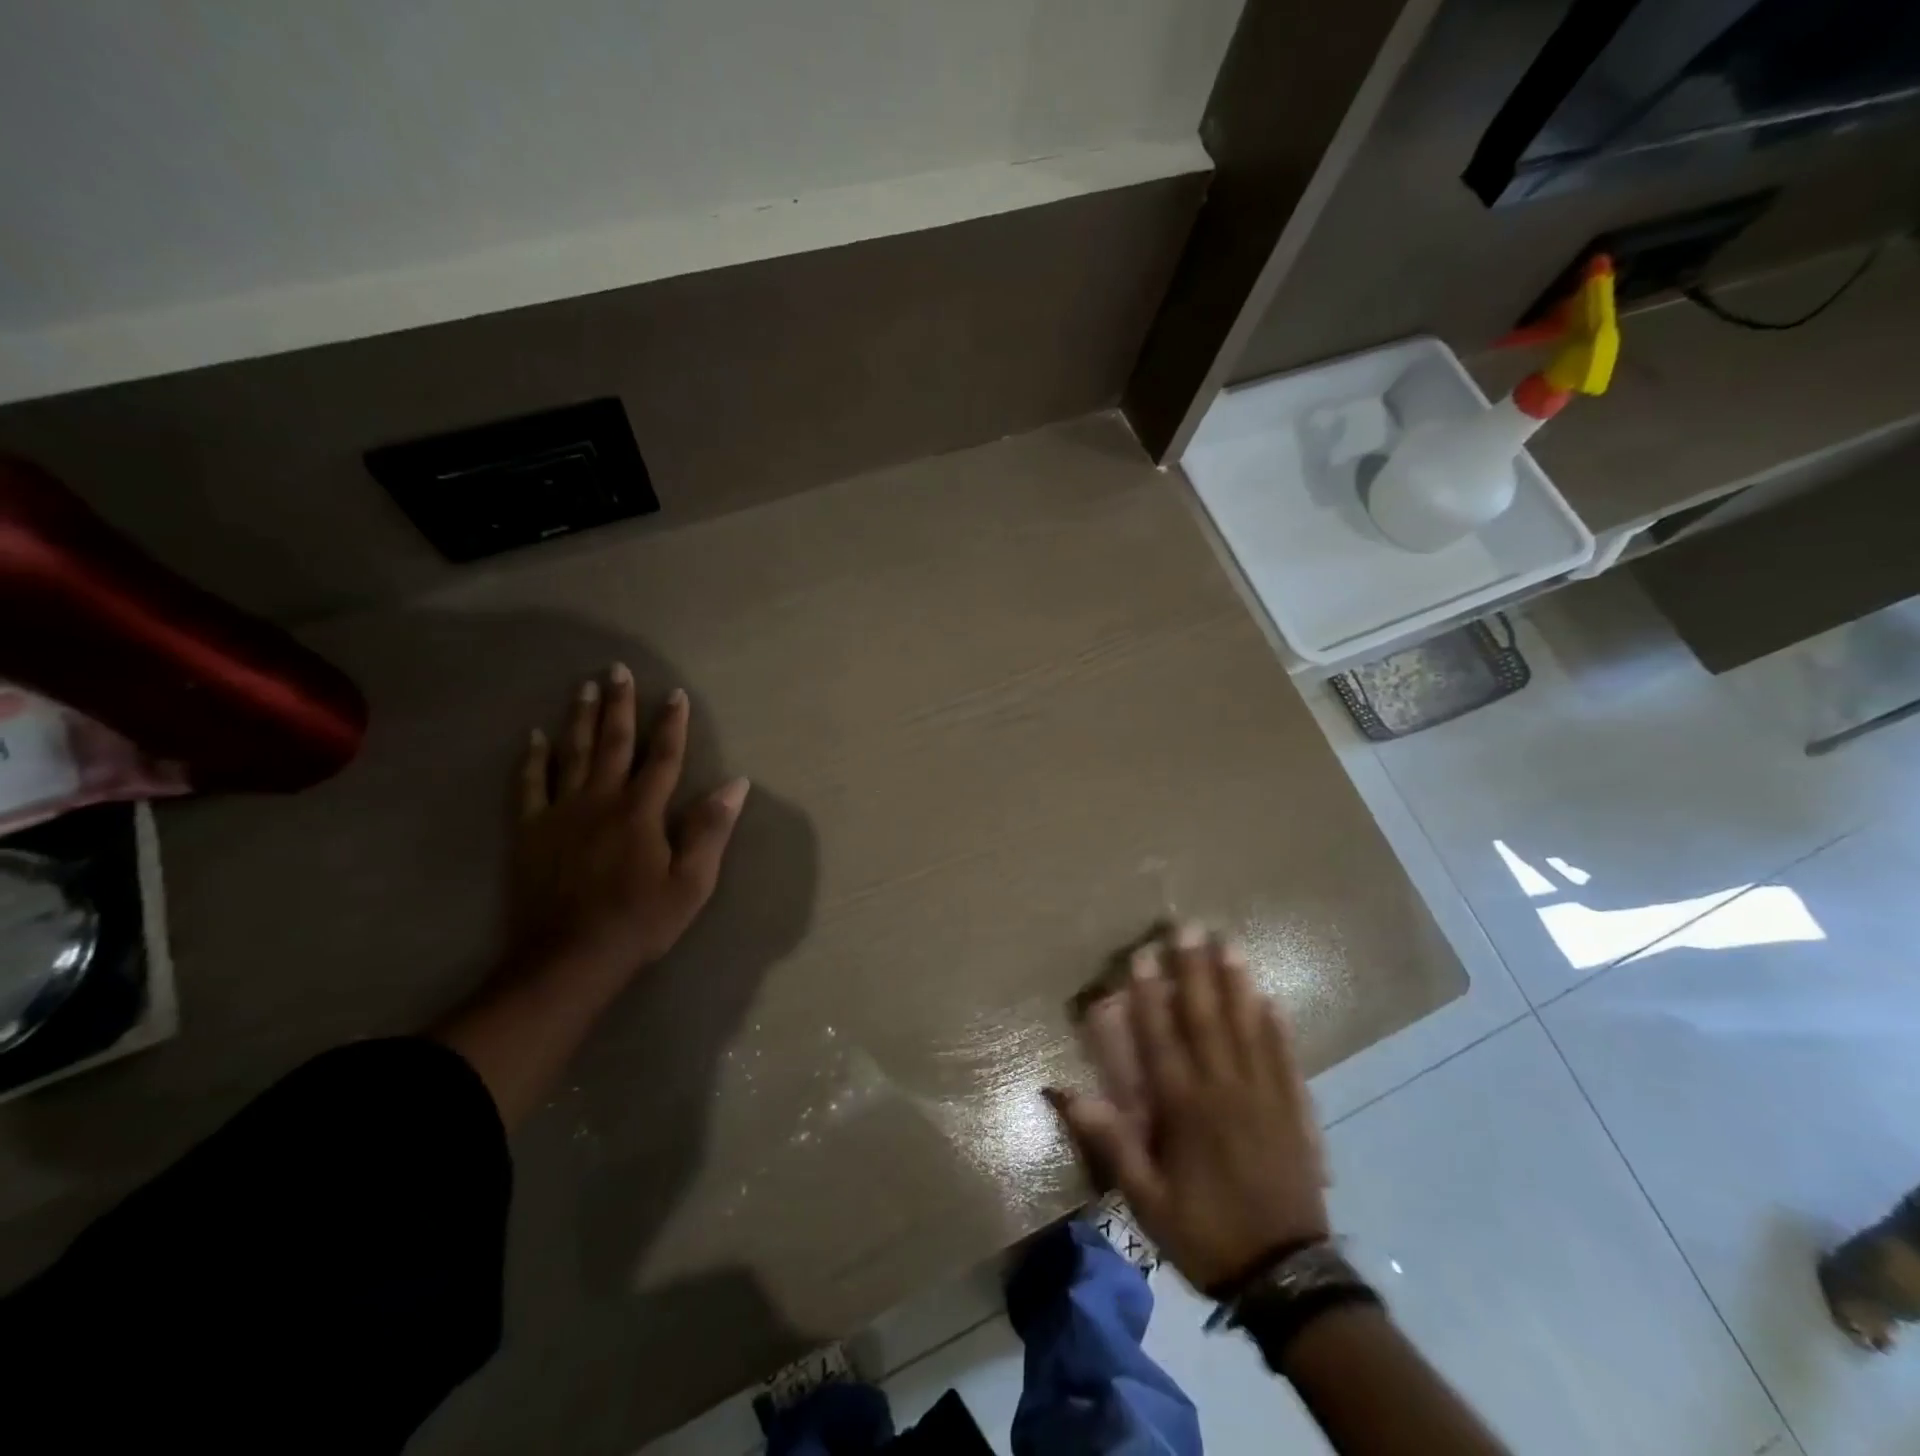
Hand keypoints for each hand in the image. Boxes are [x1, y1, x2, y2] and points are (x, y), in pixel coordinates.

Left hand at [509, 665, 748, 975]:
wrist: (568, 959)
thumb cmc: (639, 922)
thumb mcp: (691, 883)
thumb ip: (710, 830)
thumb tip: (737, 784)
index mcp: (642, 811)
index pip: (663, 757)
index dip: (672, 724)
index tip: (675, 694)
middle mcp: (601, 800)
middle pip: (613, 743)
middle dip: (620, 705)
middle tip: (618, 670)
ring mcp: (561, 813)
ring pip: (572, 754)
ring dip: (580, 718)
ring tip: (585, 687)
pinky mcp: (531, 831)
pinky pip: (529, 785)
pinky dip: (532, 759)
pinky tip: (533, 737)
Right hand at [1055, 923, 1329, 1292]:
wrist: (1286, 1278)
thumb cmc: (1205, 1233)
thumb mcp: (1145, 1199)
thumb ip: (1110, 1140)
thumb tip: (1061, 1091)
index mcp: (1184, 1108)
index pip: (1161, 1038)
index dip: (1148, 994)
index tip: (1142, 955)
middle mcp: (1223, 1089)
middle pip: (1206, 1018)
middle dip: (1194, 969)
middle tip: (1188, 927)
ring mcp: (1265, 1096)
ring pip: (1248, 1027)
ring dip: (1236, 983)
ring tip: (1229, 943)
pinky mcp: (1295, 1111)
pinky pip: (1286, 1058)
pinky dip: (1277, 1026)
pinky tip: (1269, 998)